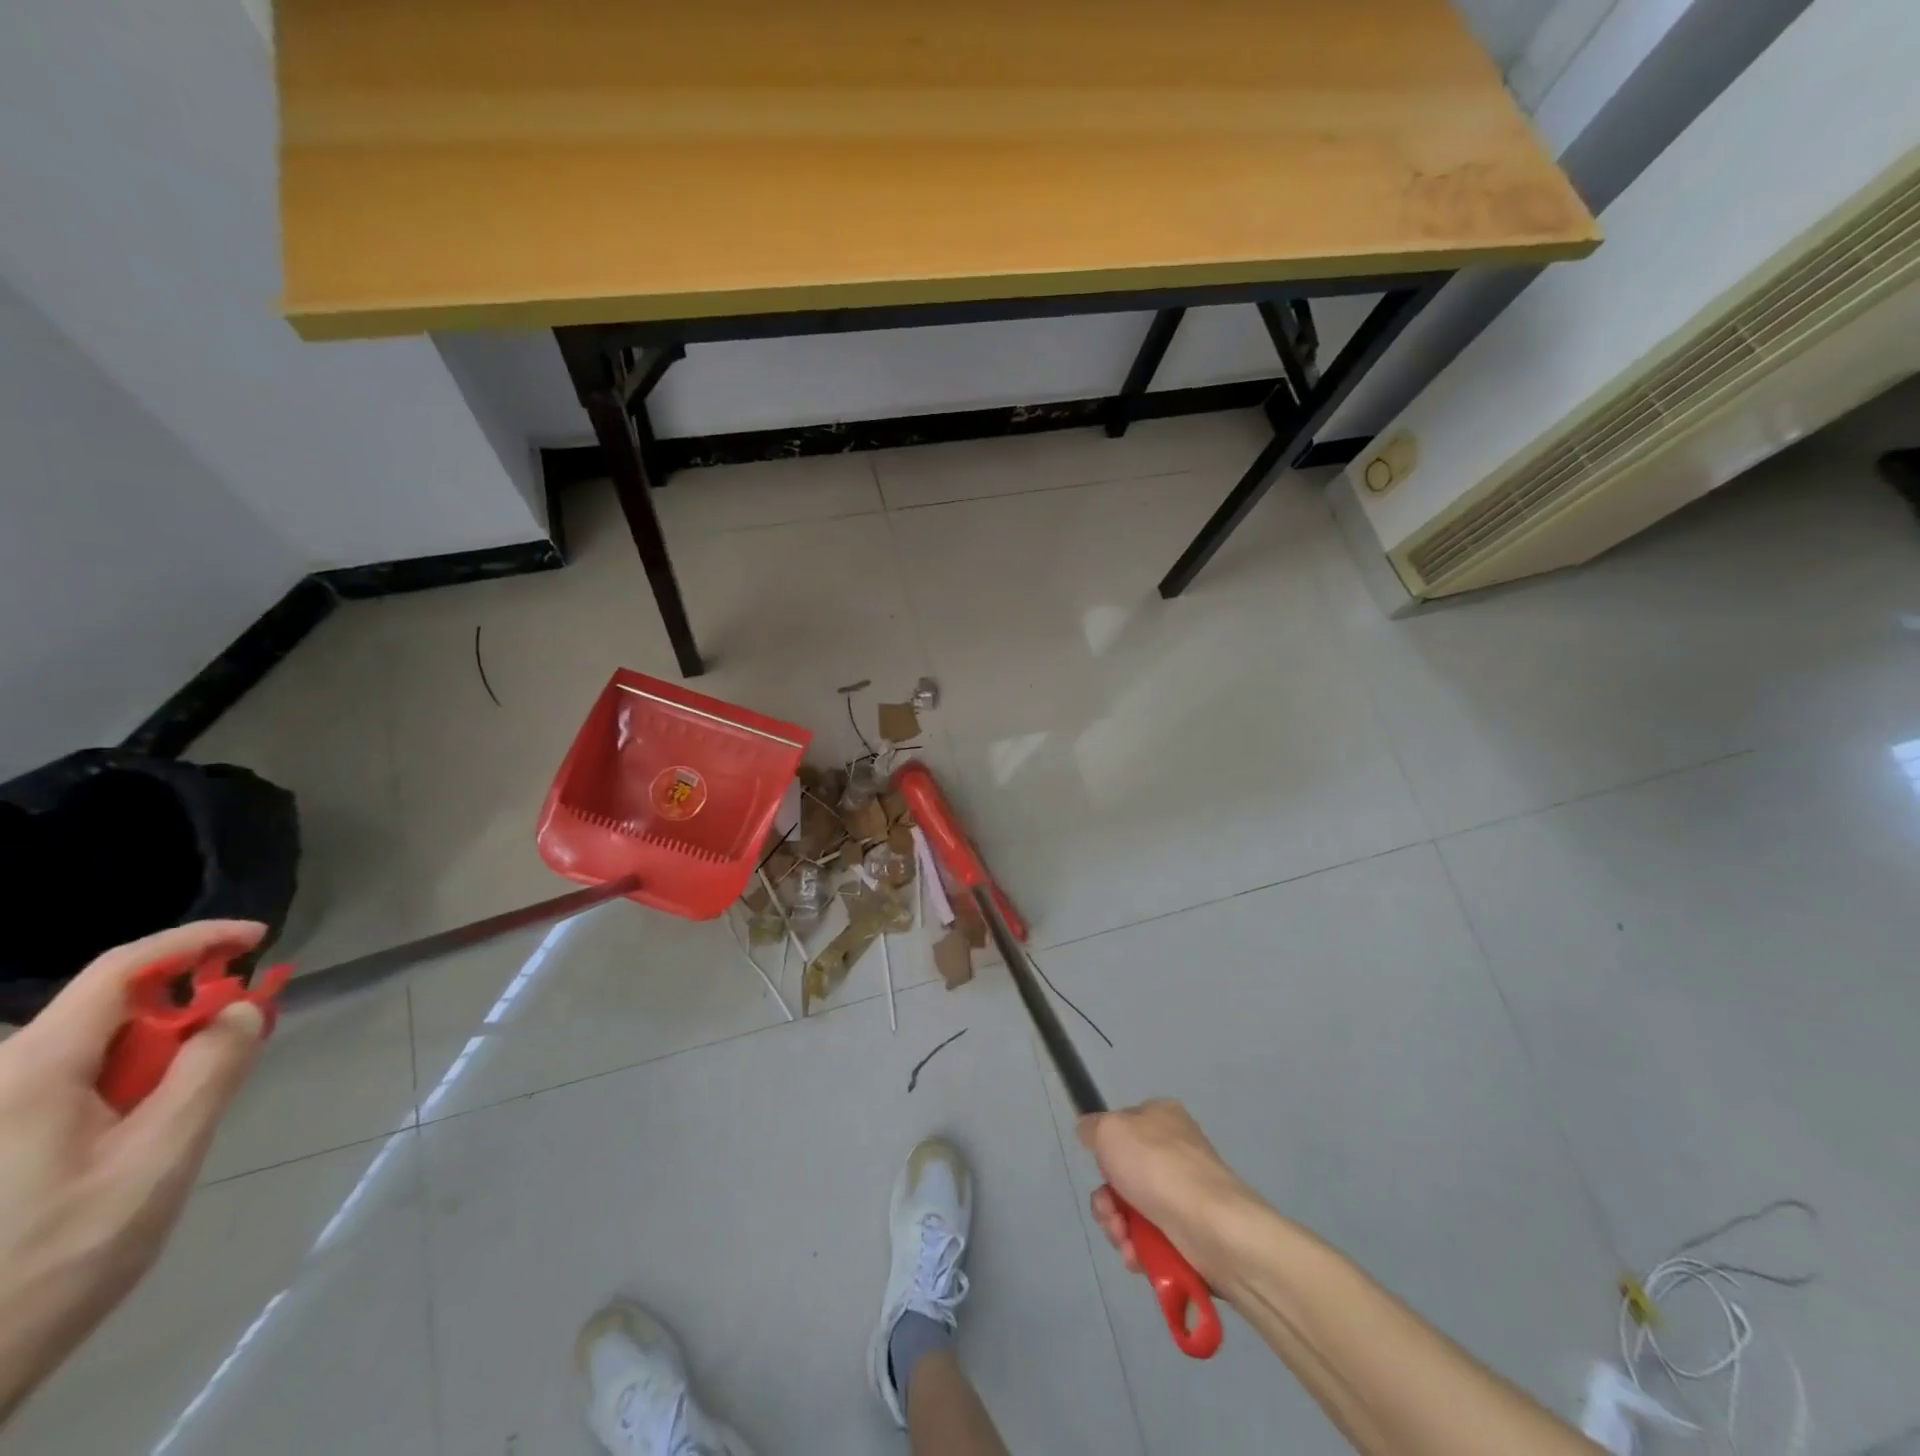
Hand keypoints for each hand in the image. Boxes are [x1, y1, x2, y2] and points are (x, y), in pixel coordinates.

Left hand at [0, 921, 267, 1420]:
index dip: (197, 941)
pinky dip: (119, 1088)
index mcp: (29, 1072)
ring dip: (151, 1062)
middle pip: (108, 1012)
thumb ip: (209, 1071)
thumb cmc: (55, 1260)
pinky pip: (65, 1085)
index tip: (259, 940)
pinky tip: (128, 1141)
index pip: (122, 969)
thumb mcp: (158, 1160)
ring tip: (174, 1121)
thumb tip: (243, 1007)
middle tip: (233, 1055)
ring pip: (89, 1052)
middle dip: (181, 1019)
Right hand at [1077, 1098, 1268, 1287]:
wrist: (1214, 1227)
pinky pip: (1151, 1240)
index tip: (1102, 1166)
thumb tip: (1088, 1132)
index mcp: (1161, 1117)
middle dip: (1107, 1201)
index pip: (1122, 1128)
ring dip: (1118, 1228)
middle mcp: (1174, 1151)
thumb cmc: (1158, 1167)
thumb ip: (1091, 1128)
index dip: (1105, 1151)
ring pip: (1132, 1212)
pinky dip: (1139, 1250)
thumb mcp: (1110, 1130)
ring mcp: (1183, 1194)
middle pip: (1122, 1176)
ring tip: (1124, 1239)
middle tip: (1109, 1212)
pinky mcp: (1190, 1234)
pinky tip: (1138, 1256)